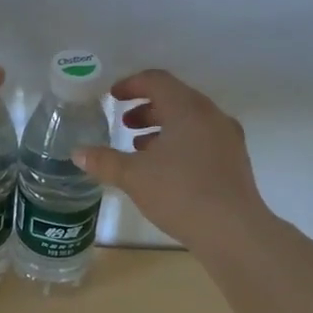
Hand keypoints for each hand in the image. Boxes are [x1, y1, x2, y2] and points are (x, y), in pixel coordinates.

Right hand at [73, 69, 267, 249]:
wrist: (233, 231)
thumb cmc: (180, 193)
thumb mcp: (134, 176)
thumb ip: (104, 161)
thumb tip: (78, 153)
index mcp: (188, 108)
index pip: (157, 81)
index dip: (131, 85)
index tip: (112, 97)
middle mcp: (211, 115)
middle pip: (175, 98)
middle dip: (146, 107)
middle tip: (124, 123)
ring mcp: (227, 138)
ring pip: (190, 120)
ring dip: (163, 127)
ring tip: (139, 147)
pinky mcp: (234, 161)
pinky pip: (202, 138)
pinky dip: (180, 143)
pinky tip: (164, 168)